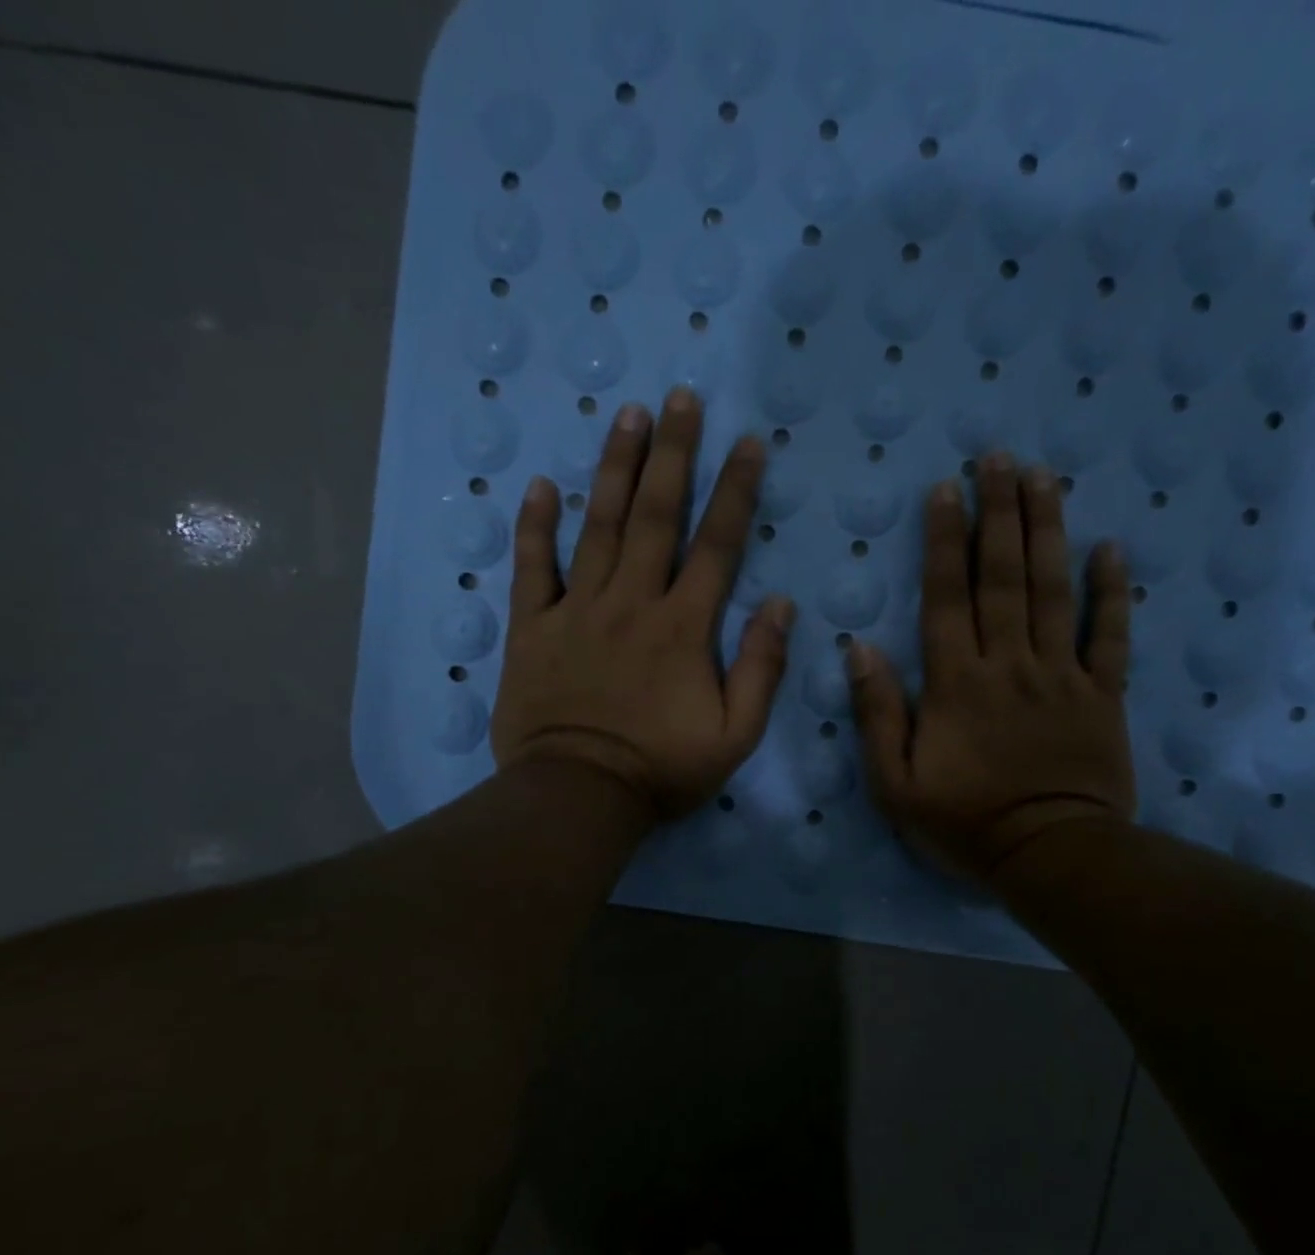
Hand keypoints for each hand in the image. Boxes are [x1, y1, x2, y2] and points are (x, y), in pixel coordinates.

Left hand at [491, 388, 794, 821]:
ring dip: (613, 468)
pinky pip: (533, 568)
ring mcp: (577, 610)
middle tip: (679, 397)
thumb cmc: (661, 770)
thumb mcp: (735, 735)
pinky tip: (540, 486)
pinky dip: (535, 527)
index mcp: (684, 627)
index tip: (748, 442)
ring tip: (626, 415)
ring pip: (596, 526)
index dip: (735, 490)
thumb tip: (781, 605)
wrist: (578, 796)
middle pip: (654, 515)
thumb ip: (761, 669)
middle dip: (671, 453)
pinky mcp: (533, 628)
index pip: (716, 545)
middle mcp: (632, 602)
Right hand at [848, 452, 1135, 884]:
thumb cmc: (964, 824)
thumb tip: (860, 648)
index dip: (944, 540)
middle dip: (999, 513)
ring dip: (1047, 531)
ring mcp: (1062, 675)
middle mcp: (1009, 664)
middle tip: (1000, 458)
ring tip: (1045, 477)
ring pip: (1053, 591)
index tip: (945, 489)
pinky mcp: (1103, 695)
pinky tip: (1111, 549)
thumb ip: (878, 714)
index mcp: (955, 683)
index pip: (947, 597)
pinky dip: (1112, 592)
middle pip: (1003, 577)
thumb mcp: (895, 784)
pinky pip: (1110, 636)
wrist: (1050, 856)